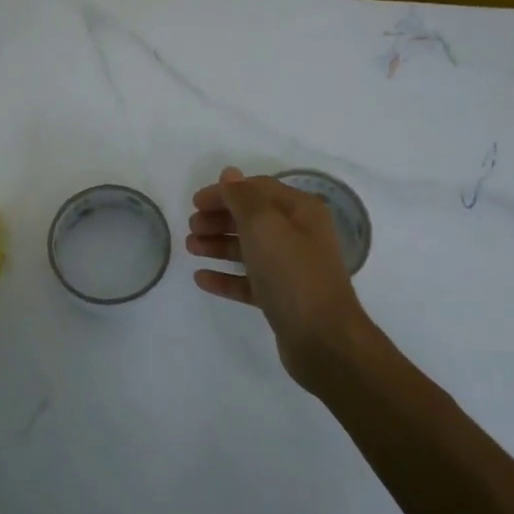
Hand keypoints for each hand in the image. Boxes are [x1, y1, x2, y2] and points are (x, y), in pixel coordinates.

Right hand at [186, 166, 372, 389]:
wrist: (322, 339)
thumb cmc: (292, 273)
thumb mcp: (264, 225)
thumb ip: (242, 197)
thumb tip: (229, 174)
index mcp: (301, 211)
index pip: (258, 189)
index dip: (225, 192)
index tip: (194, 203)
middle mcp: (299, 235)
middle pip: (253, 218)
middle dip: (220, 219)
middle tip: (191, 227)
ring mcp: (291, 269)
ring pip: (249, 249)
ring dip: (218, 245)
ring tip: (190, 248)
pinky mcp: (282, 298)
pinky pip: (248, 281)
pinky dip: (226, 277)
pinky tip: (202, 278)